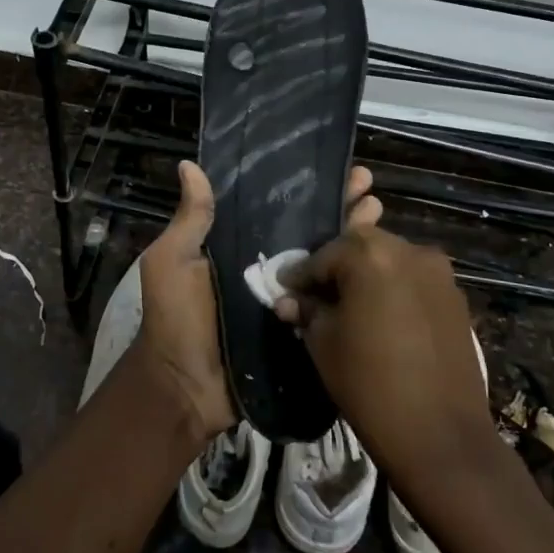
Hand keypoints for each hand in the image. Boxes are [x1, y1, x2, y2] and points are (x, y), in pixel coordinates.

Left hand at [137, 160, 381, 443]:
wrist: (185, 387)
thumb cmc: (175, 317)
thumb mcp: (173, 261)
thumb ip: (191, 219)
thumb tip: (189, 164)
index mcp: (237, 245)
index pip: (277, 208)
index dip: (303, 187)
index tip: (330, 165)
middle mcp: (267, 266)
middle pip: (309, 229)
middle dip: (338, 204)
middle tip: (366, 182)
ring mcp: (288, 298)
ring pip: (326, 260)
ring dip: (352, 234)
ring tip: (378, 209)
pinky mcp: (302, 326)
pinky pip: (329, 300)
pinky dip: (353, 281)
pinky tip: (380, 260)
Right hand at [273, 226, 494, 499]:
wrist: (440, 435)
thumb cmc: (369, 383)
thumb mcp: (323, 343)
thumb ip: (306, 310)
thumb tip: (289, 300)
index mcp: (370, 254)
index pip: (323, 255)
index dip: (300, 275)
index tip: (285, 291)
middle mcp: (408, 250)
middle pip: (360, 246)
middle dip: (336, 266)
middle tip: (317, 294)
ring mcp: (438, 272)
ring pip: (390, 259)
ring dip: (367, 274)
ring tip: (350, 305)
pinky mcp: (456, 297)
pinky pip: (414, 280)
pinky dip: (394, 288)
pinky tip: (382, 317)